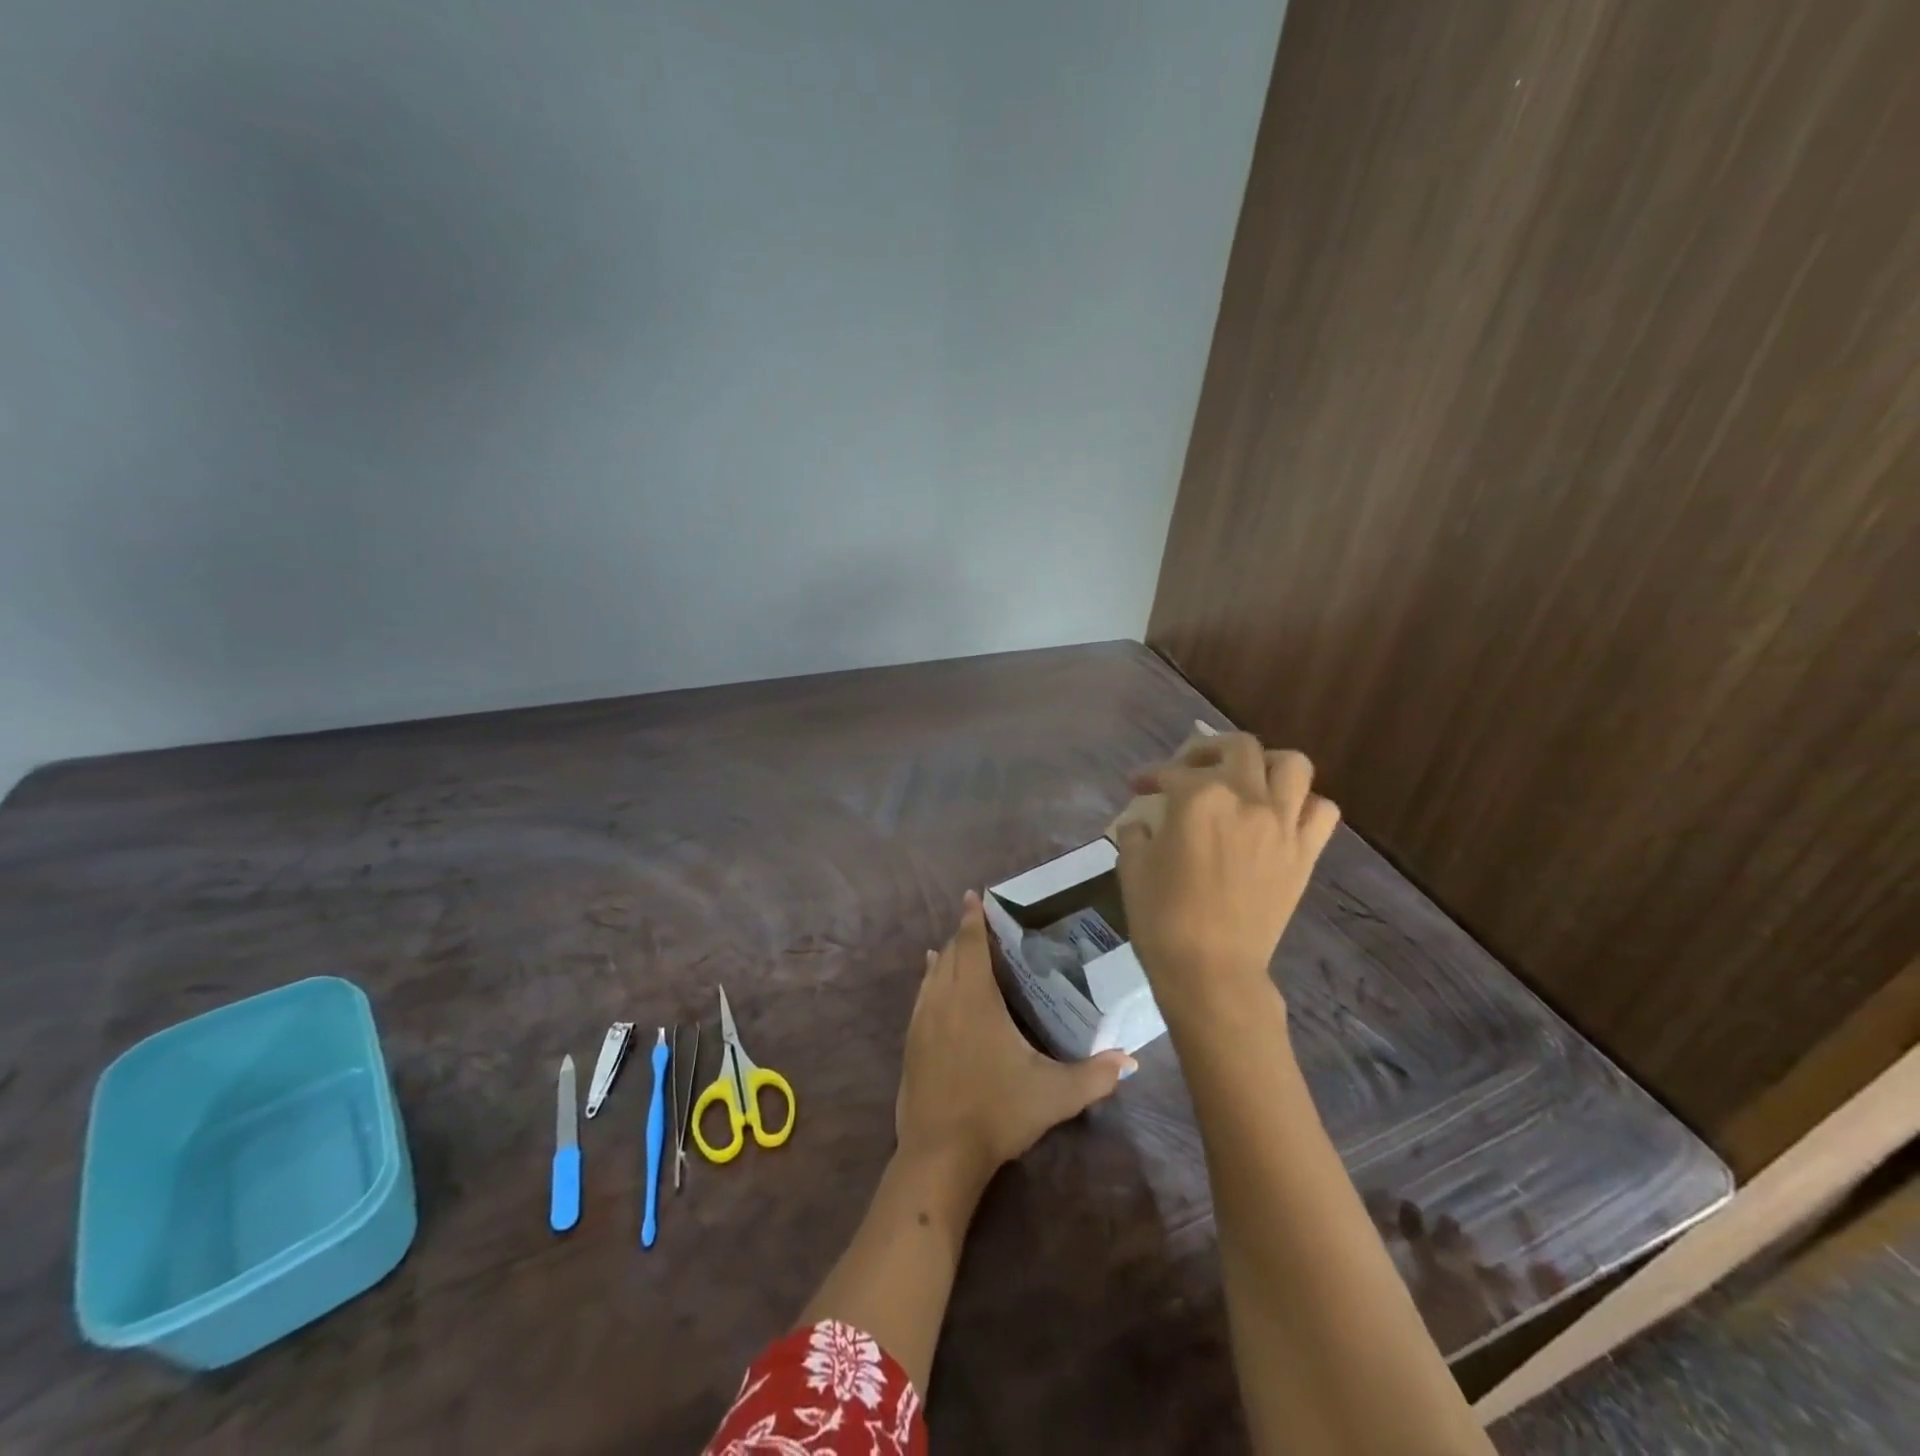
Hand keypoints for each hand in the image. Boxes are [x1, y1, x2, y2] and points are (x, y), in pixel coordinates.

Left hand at [896, 892, 1133, 1183]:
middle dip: (962, 934)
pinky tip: (931, 980)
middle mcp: (945, 1000)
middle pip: (951, 954)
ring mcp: (923, 1020)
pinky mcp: (911, 1041)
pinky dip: (929, 978)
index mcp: (976, 999)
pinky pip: (922, 994)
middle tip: (976, 920)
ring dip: (945, 955)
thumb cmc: (998, 1112)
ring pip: (933, 973)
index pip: (971, 945)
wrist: (939, 1152)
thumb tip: (1131, 1061)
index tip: (973, 896)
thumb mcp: (1054, 1095)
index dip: (972, 919)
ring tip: (953, 944)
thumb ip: (1095, 1076)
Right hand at [1114, 731, 1339, 1025]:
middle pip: (1238, 747)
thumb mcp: (1132, 867)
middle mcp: (1247, 798)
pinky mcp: (1304, 853)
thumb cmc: (1162, 919)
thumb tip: (1143, 822)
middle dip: (1207, 749)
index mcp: (1199, 798)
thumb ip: (1136, 832)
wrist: (1211, 971)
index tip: (1138, 786)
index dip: (1150, 776)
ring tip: (1246, 779)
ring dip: (1266, 763)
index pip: (1171, 772)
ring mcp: (1283, 824)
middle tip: (1189, 769)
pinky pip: (1321, 810)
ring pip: (1292, 765)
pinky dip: (1303, 803)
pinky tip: (1279, 815)